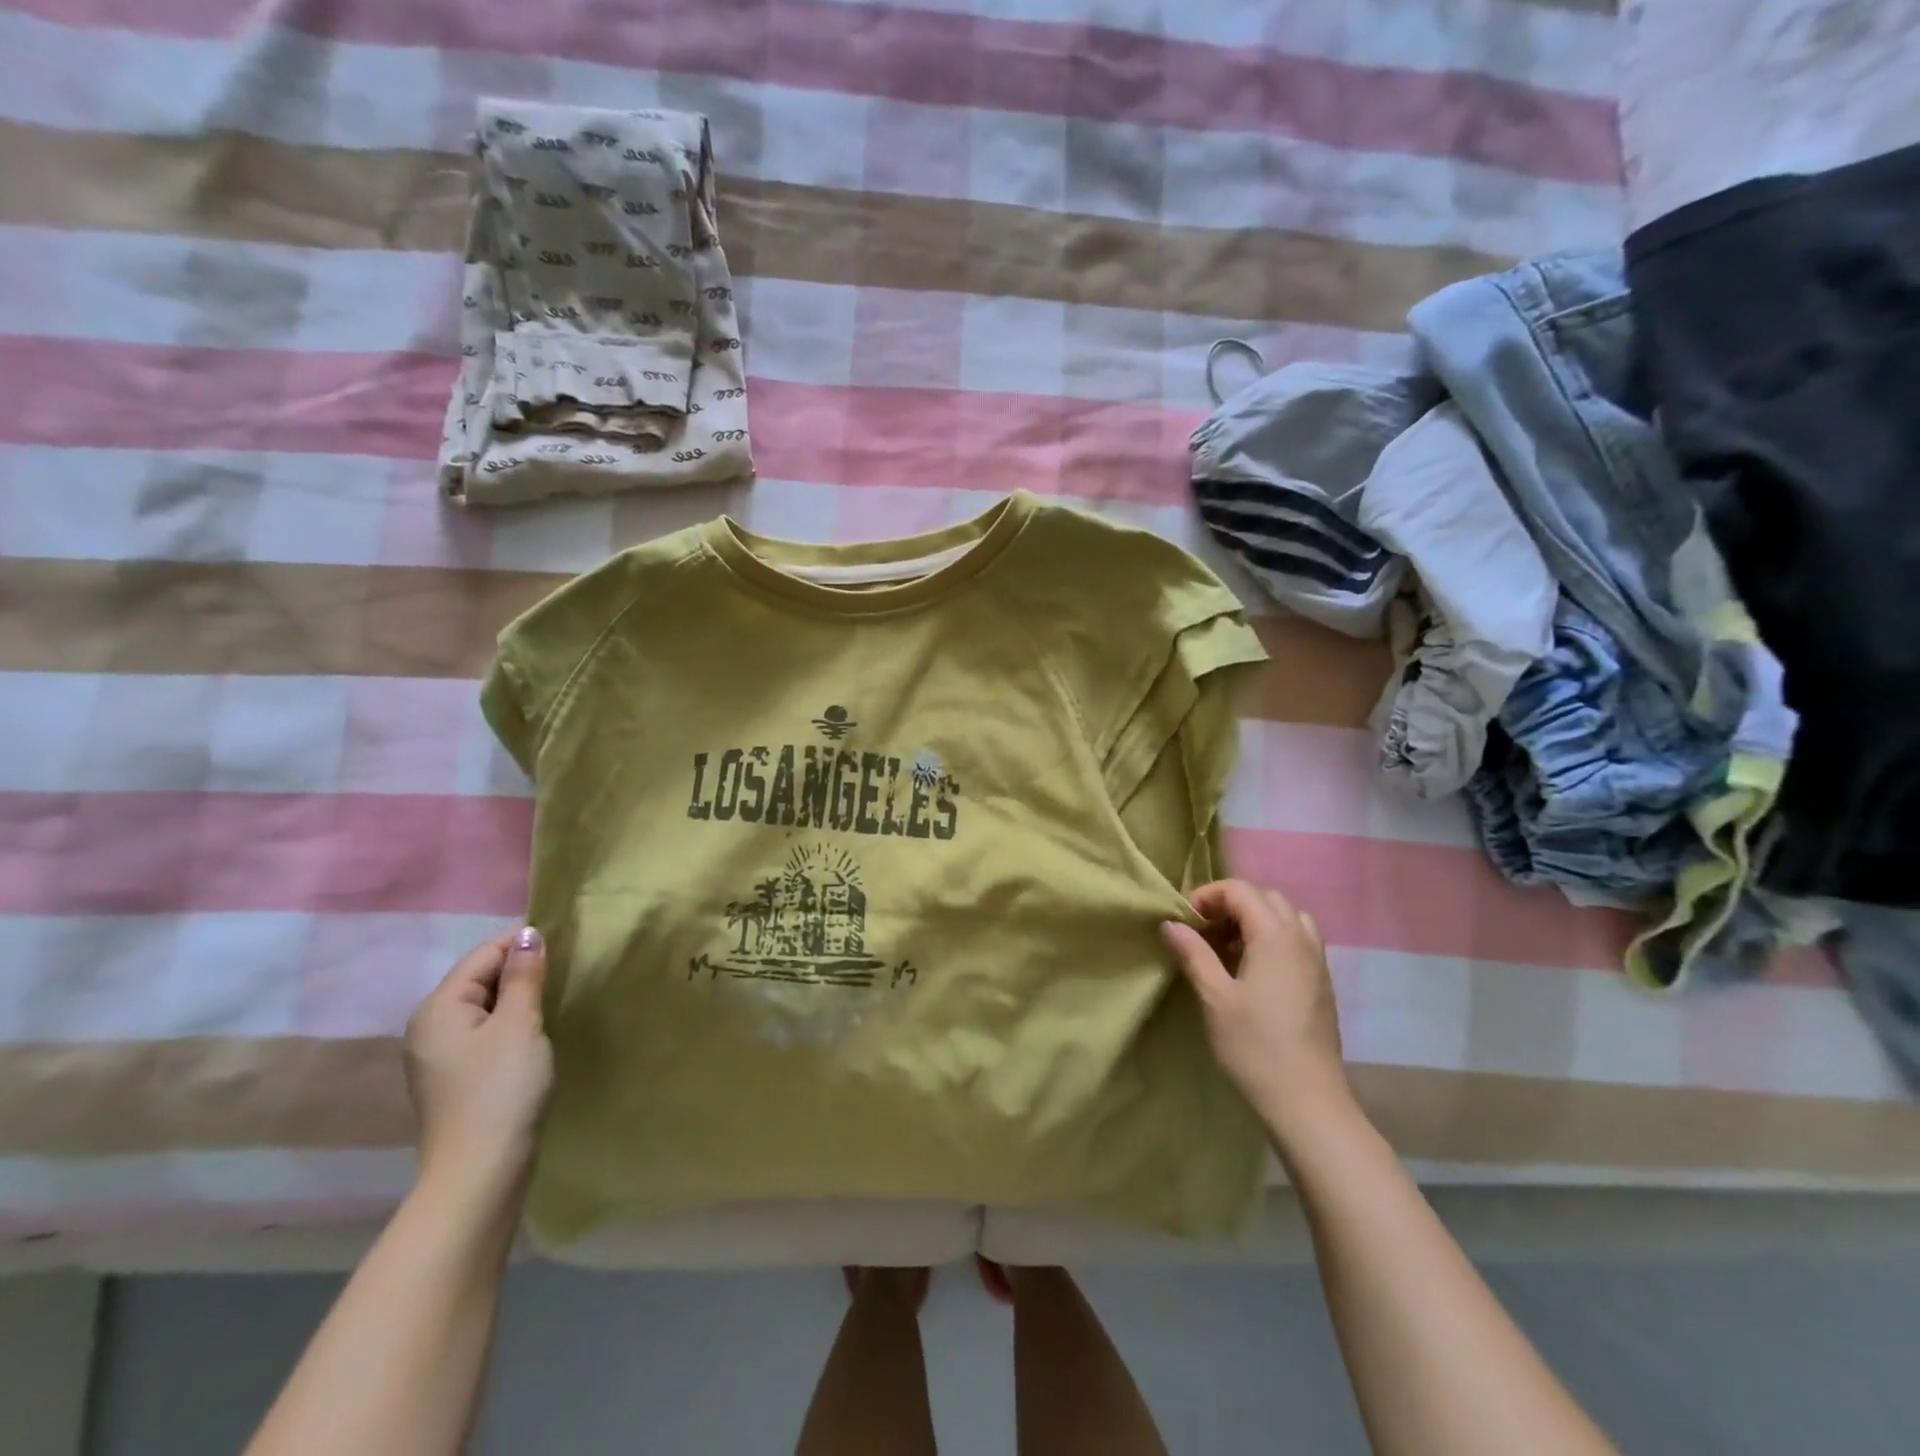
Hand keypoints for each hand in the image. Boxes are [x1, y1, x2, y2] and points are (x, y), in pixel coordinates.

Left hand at [404, 928, 553, 1201]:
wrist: (481, 1171)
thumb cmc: (501, 1088)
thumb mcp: (520, 1023)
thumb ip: (524, 976)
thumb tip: (529, 934)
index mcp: (438, 1008)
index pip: (482, 955)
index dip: (522, 942)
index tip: (566, 939)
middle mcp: (430, 1027)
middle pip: (479, 979)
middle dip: (520, 968)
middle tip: (567, 966)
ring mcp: (440, 1056)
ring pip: (484, 1007)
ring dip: (518, 996)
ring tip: (557, 993)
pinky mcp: (457, 1078)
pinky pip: (485, 1032)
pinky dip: (511, 1022)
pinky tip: (537, 1030)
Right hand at [1161, 880, 1351, 1139]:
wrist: (1308, 1103)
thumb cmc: (1255, 1047)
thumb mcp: (1214, 997)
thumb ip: (1193, 953)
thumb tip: (1170, 923)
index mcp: (1275, 935)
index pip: (1240, 890)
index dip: (1207, 896)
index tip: (1184, 923)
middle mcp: (1301, 938)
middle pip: (1265, 897)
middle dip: (1230, 904)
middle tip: (1203, 931)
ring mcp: (1317, 960)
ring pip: (1285, 917)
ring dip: (1254, 920)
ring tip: (1227, 948)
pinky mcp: (1322, 982)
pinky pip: (1296, 939)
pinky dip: (1271, 938)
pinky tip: (1251, 971)